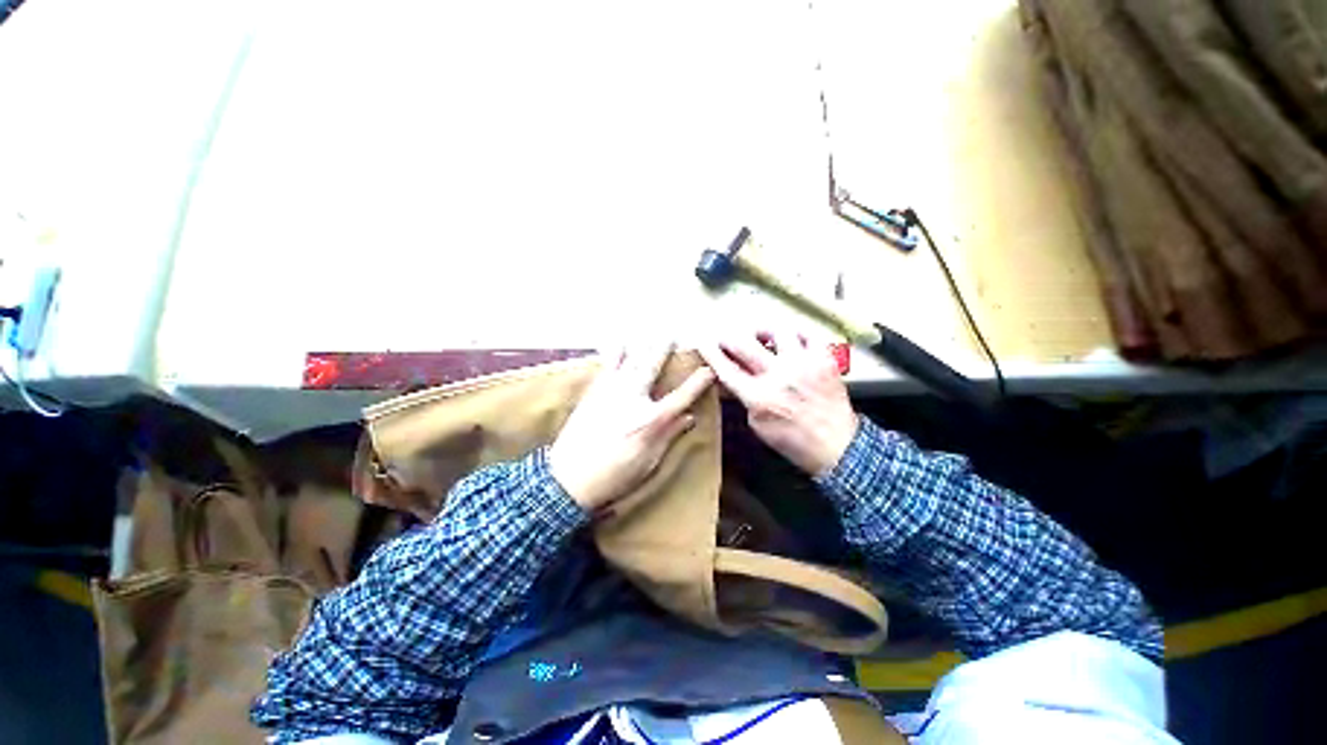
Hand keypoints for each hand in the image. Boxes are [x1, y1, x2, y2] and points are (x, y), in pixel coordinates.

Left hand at [549, 345, 714, 511]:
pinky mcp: (593, 393)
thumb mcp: (649, 462)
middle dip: (663, 350)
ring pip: (630, 362)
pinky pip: (607, 368)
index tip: (709, 370)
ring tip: (648, 332)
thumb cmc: (614, 476)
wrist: (568, 478)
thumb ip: (669, 436)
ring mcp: (611, 393)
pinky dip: (615, 354)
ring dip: (641, 346)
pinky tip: (619, 344)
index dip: (698, 382)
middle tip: (671, 334)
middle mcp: (633, 399)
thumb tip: (689, 418)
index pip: (681, 396)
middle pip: (652, 368)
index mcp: (651, 420)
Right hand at [699, 332, 857, 476]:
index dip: (712, 354)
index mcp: (759, 396)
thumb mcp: (758, 425)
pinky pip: (807, 334)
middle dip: (729, 338)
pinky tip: (789, 339)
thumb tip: (731, 379)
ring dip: (763, 331)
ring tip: (760, 335)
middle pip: (745, 344)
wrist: (836, 445)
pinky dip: (795, 334)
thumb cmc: (792, 440)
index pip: (727, 369)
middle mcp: (779, 375)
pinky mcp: (824, 359)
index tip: (704, 344)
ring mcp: (803, 363)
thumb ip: (744, 398)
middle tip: (725, 337)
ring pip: (777, 331)